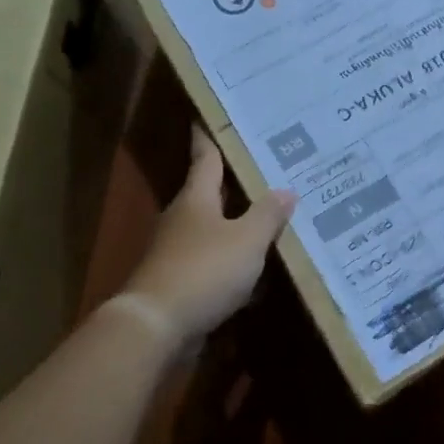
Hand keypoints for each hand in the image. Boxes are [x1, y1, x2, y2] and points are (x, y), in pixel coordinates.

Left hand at [122, 127, 295, 340]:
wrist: (157, 326)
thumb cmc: (204, 270)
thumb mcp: (247, 240)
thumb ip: (268, 215)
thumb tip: (286, 190)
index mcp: (196, 199)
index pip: (205, 158)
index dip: (209, 138)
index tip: (207, 118)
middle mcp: (183, 219)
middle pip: (209, 194)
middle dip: (234, 185)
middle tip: (266, 172)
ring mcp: (177, 252)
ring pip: (213, 231)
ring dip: (237, 227)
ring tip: (270, 221)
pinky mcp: (179, 282)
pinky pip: (213, 264)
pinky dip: (233, 264)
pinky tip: (256, 273)